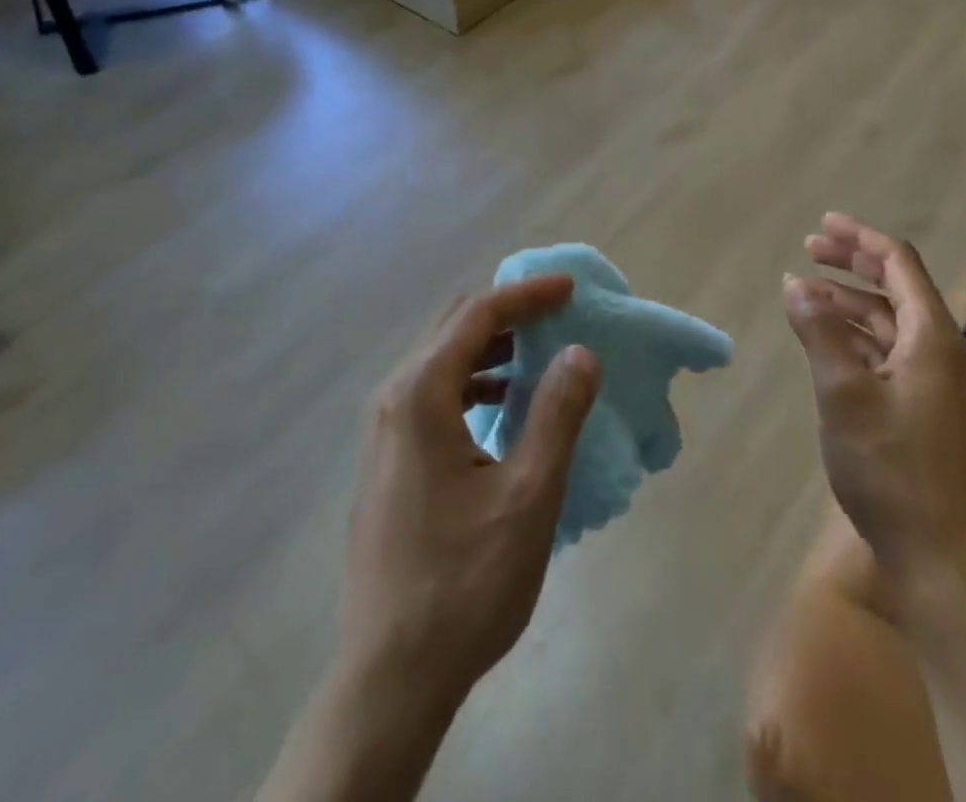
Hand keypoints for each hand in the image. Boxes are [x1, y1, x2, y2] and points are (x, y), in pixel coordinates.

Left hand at [341, 276, 602, 707]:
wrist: (391, 676)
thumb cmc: (464, 582)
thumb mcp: (528, 495)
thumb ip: (557, 413)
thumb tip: (581, 351)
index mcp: (420, 394)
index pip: (478, 315)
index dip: (527, 295)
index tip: (571, 289)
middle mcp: (394, 398)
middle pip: (453, 327)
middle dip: (508, 313)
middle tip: (558, 315)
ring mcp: (385, 431)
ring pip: (441, 360)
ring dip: (491, 348)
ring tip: (540, 356)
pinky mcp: (389, 459)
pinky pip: (434, 394)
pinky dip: (474, 382)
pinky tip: (505, 407)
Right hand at [785, 213, 965, 616]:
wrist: (936, 555)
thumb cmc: (890, 467)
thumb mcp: (844, 394)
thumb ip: (820, 333)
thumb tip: (795, 284)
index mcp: (932, 337)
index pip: (899, 264)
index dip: (861, 238)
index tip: (822, 224)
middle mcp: (939, 350)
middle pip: (896, 286)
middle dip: (853, 262)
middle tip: (809, 248)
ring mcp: (932, 380)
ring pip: (888, 319)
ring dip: (848, 299)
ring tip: (805, 293)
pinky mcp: (920, 406)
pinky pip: (885, 349)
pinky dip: (854, 333)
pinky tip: (825, 338)